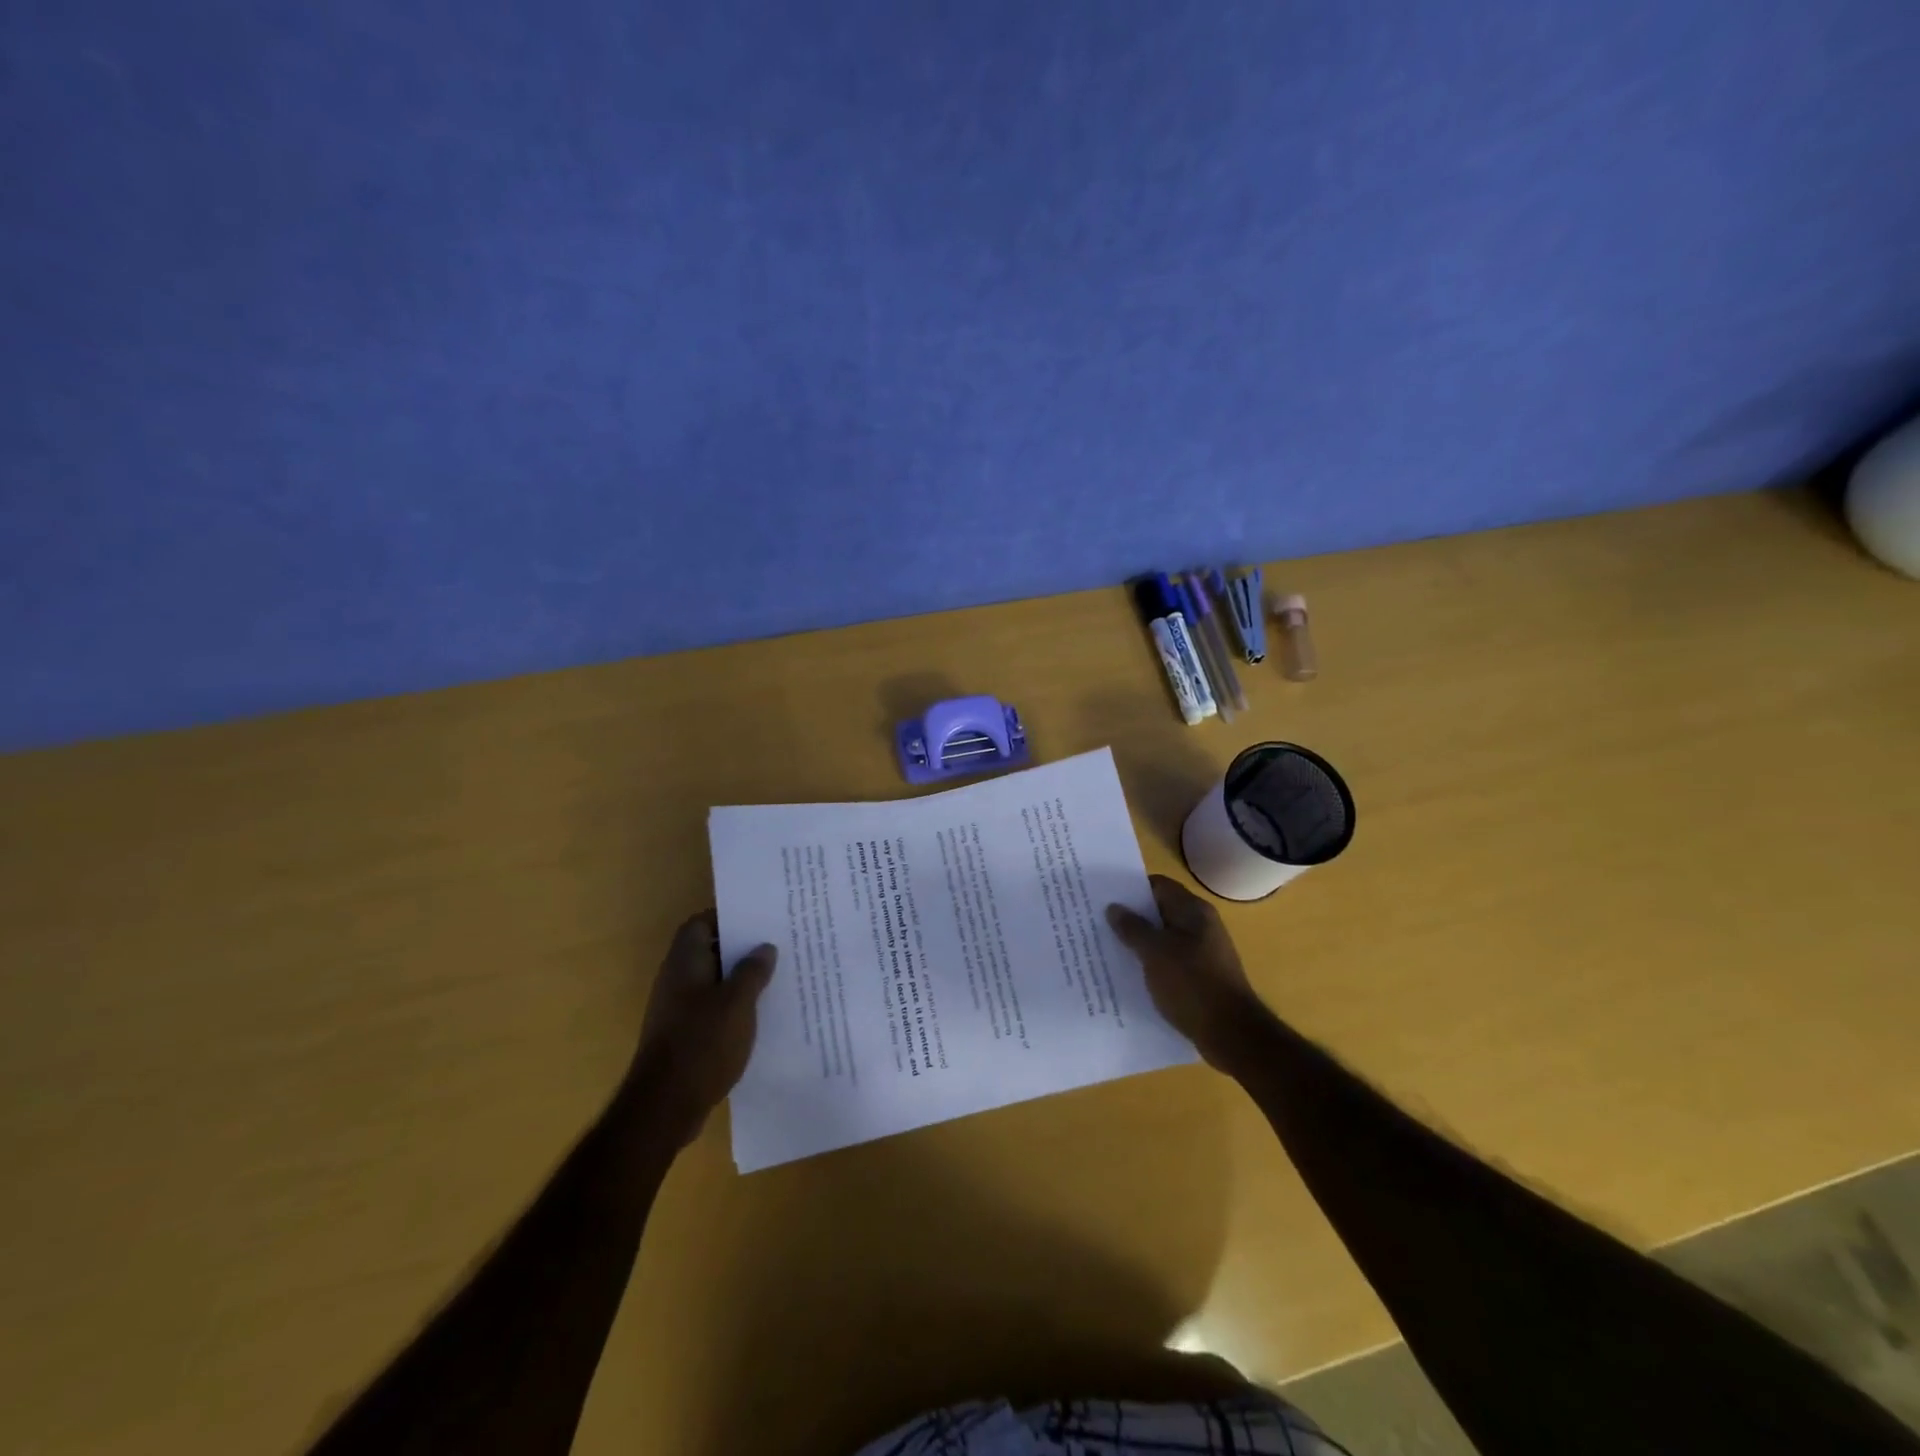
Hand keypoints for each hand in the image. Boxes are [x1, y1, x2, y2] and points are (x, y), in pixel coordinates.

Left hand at [630, 912, 776, 1143]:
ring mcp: (676, 1010)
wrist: (665, 1106)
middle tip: (776, 946)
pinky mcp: (682, 1036)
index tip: (758, 919)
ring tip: (775, 977)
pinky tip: (759, 1015)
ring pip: (712, 982)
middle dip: (740, 948)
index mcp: (685, 962)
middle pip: (708, 951)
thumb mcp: (738, 1002)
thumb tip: (764, 947)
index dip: (727, 917)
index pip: (700, 923)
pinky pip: (711, 1009)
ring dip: (739, 979)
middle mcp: (676, 980)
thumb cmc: (702, 1042)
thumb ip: (752, 971)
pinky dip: (732, 1006)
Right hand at [1107, 874, 1271, 1074]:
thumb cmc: (1192, 984)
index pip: (1158, 886)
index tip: (1104, 897)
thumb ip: (1133, 928)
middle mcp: (1200, 926)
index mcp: (1193, 911)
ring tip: (1106, 949)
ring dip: (1138, 943)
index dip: (1131, 889)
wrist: (1232, 1034)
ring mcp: (1201, 953)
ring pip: (1162, 939)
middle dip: (1130, 917)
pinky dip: (1149, 964)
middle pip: (1159, 912)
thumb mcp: (1155, 952)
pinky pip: (1168, 962)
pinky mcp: (1199, 977)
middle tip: (1097, 923)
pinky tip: (1128, 975)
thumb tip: (1114, 907)